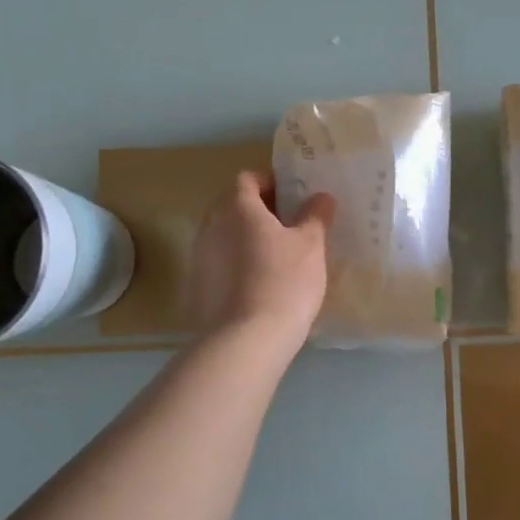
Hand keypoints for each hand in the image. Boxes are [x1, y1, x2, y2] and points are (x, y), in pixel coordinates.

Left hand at [188, 171, 335, 347]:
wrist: (246, 340)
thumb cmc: (283, 281)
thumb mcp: (311, 245)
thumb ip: (315, 215)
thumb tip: (320, 197)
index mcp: (237, 207)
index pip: (248, 178)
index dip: (271, 182)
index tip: (294, 198)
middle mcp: (212, 225)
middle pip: (234, 205)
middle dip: (261, 211)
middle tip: (292, 226)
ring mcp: (200, 256)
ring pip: (227, 235)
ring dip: (249, 238)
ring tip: (279, 257)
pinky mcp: (198, 286)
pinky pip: (221, 263)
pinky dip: (239, 264)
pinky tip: (262, 284)